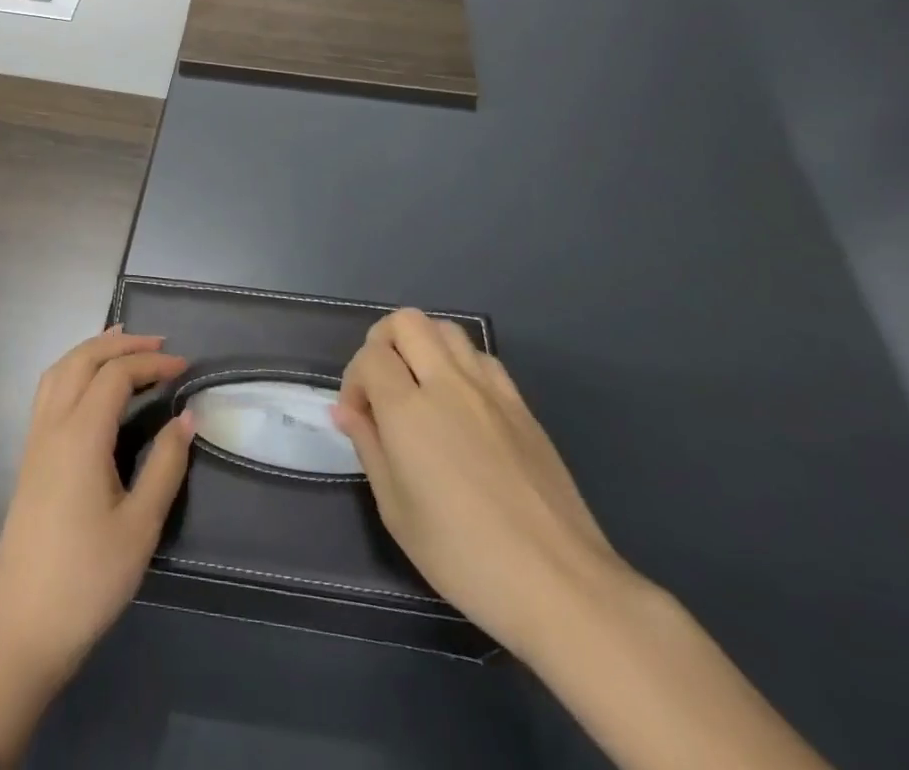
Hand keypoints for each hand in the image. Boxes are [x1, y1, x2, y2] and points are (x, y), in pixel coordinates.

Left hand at [0, 327, 192, 766]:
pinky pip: (49, 391)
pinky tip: (90, 386)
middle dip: (121, 344)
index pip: (116, 375)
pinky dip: (72, 370)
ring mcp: (35, 439)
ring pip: (59, 370)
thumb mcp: (139, 526)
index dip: (151, 363)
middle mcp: (52, 425)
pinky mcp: (29, 457)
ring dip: (91, 350)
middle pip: (82, 359)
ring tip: (123, 345)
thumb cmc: (87, 580)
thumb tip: (186, 418)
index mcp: (80, 435)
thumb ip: (164, 465)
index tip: (185, 367)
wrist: (21, 628)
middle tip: (158, 344)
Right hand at [332, 308, 636, 662]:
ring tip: (420, 388)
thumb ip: (369, 447)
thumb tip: (346, 411)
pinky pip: (482, 357)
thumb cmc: (465, 557)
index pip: (370, 356)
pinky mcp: (522, 406)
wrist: (561, 585)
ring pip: (446, 329)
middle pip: (406, 322)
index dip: (354, 381)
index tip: (360, 419)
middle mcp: (447, 384)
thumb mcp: (396, 512)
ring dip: (423, 346)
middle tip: (383, 387)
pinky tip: (461, 404)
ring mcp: (490, 391)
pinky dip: (459, 363)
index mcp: (409, 410)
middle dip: (383, 343)